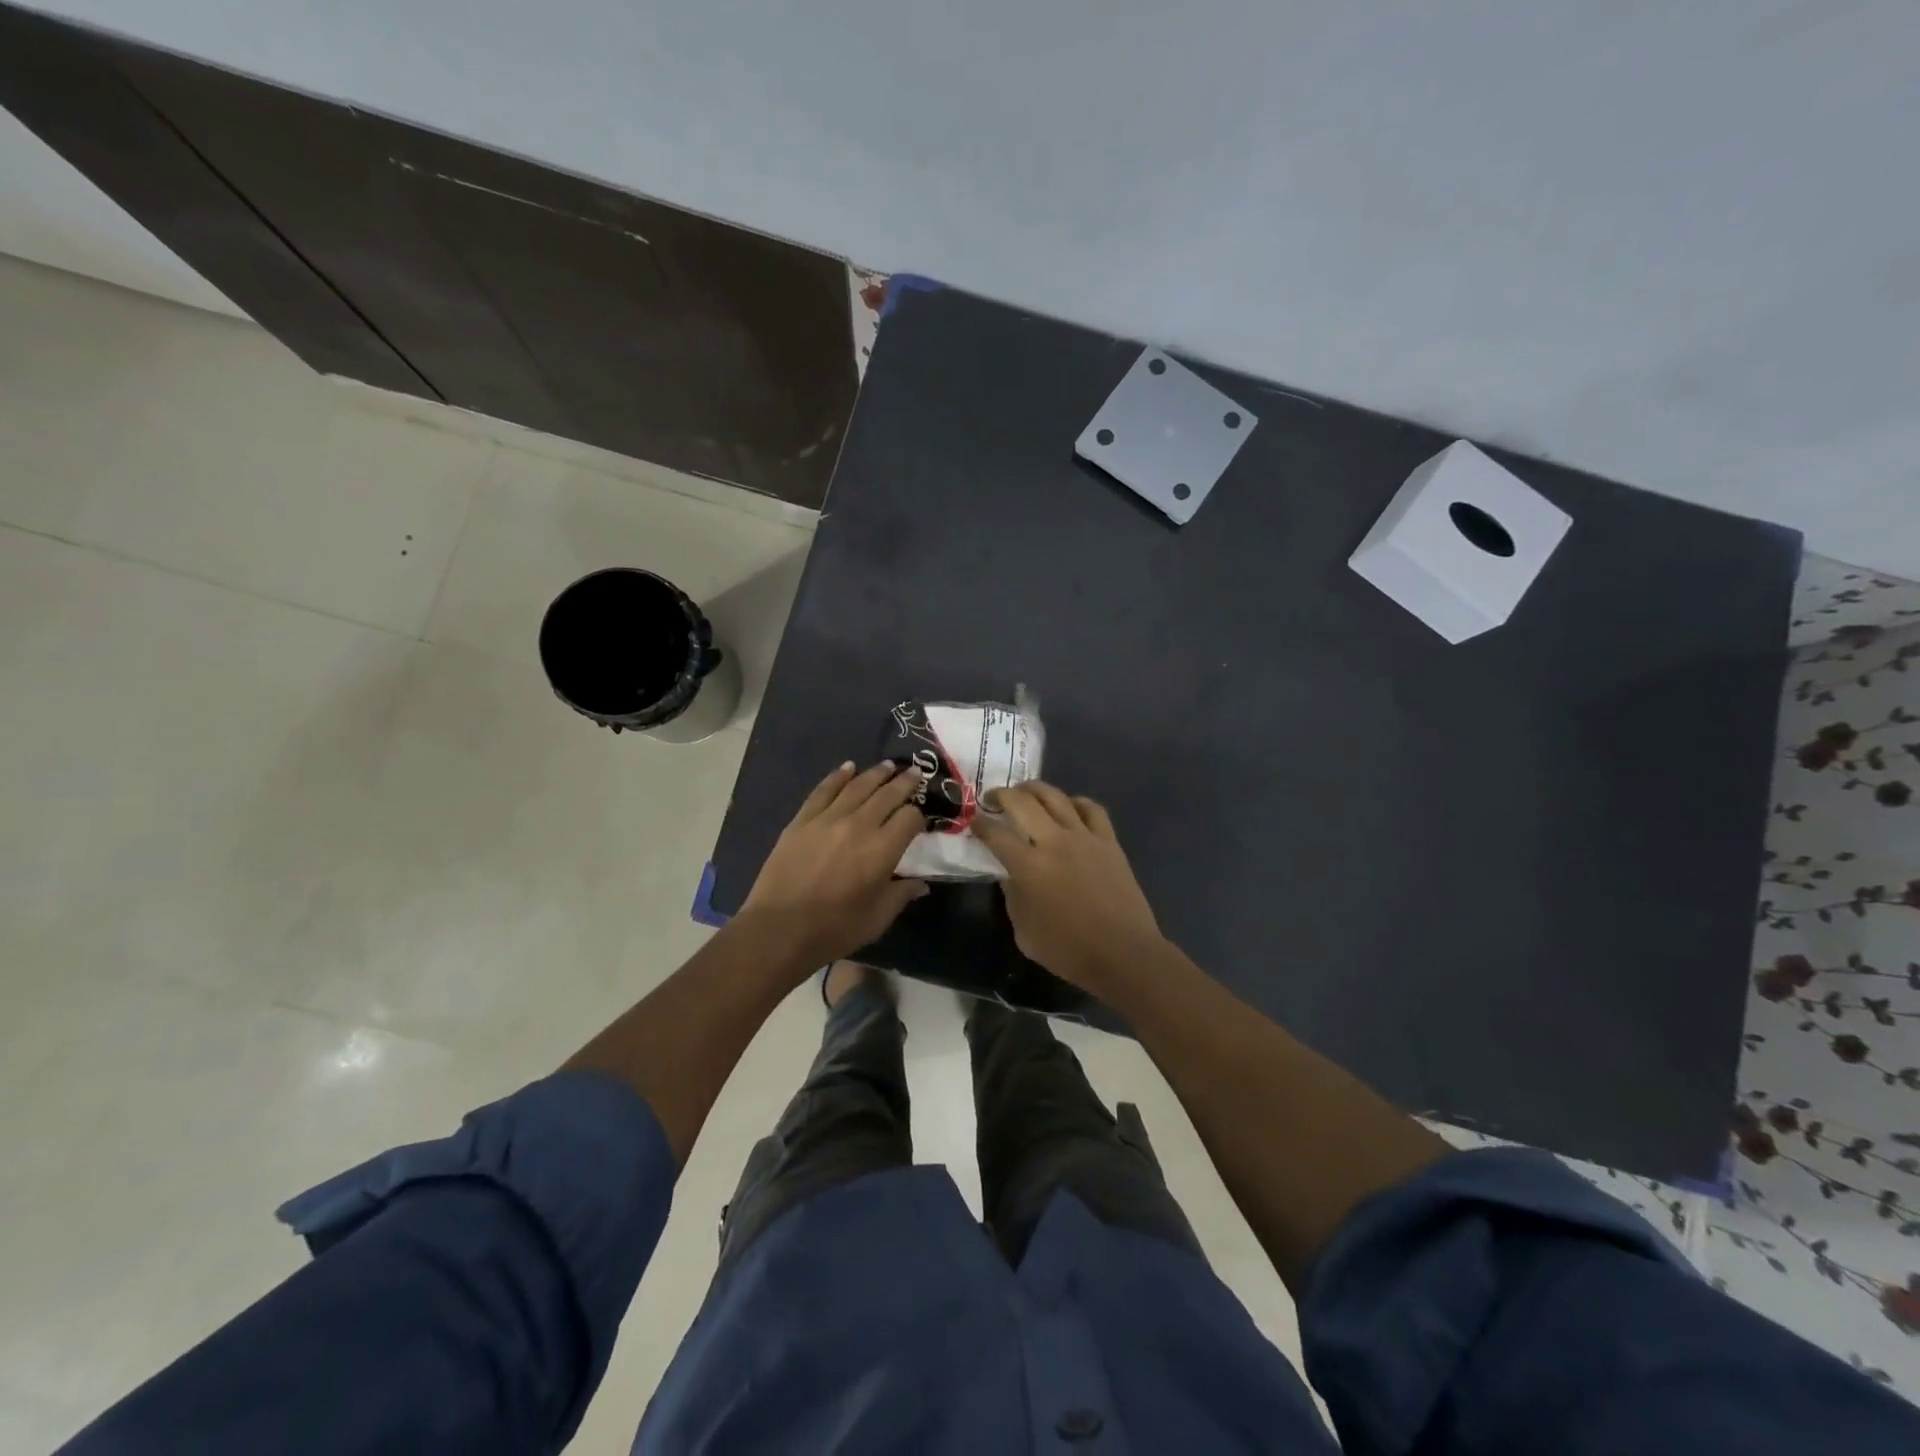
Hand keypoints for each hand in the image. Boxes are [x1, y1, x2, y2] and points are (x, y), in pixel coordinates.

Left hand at [739, 761, 928, 965]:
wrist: (780, 930)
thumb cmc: (835, 929)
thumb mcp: (878, 918)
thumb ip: (902, 895)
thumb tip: (922, 884)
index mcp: (883, 849)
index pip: (910, 818)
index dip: (919, 817)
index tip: (919, 821)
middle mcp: (859, 825)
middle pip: (887, 794)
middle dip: (904, 783)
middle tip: (915, 772)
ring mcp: (827, 819)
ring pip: (857, 786)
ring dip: (875, 774)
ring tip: (888, 766)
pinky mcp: (802, 820)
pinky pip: (823, 791)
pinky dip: (838, 776)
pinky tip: (848, 768)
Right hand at [971, 782, 1162, 991]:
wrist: (1124, 954)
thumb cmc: (1069, 950)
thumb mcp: (1024, 933)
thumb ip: (1013, 898)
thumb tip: (1010, 876)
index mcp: (1029, 867)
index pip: (996, 834)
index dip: (980, 824)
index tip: (974, 820)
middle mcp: (1054, 842)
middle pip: (1023, 802)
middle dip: (1002, 795)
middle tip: (994, 798)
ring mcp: (1085, 838)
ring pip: (1056, 797)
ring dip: (1035, 789)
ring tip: (1025, 792)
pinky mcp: (1109, 842)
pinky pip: (1092, 809)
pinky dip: (1076, 802)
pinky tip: (1069, 807)